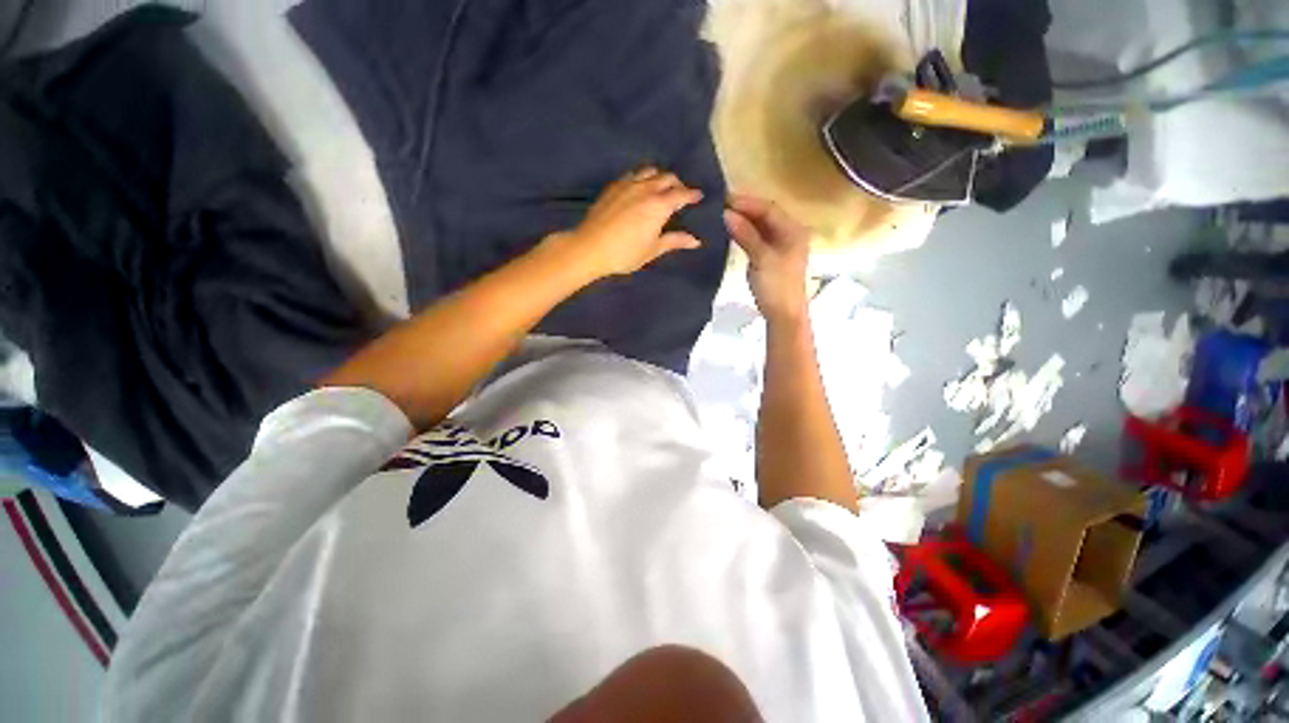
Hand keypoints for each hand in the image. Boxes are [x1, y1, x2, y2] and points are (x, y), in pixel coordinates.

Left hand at [555, 167, 703, 279]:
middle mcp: (646, 189)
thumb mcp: (652, 250)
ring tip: (660, 188)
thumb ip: (674, 241)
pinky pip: (632, 174)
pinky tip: (639, 188)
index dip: (692, 194)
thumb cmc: (625, 253)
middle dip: (677, 184)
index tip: (699, 196)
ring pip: (649, 171)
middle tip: (680, 194)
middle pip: (667, 177)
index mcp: (659, 205)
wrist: (590, 248)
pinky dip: (641, 178)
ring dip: (659, 177)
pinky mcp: (613, 186)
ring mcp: (628, 184)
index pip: (681, 194)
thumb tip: (695, 241)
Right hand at [723, 193, 810, 325]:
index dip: (746, 202)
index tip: (724, 199)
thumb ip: (746, 234)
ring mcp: (780, 244)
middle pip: (765, 214)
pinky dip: (744, 232)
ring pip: (760, 226)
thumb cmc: (776, 285)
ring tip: (721, 215)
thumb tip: (726, 214)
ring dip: (743, 220)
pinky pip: (757, 237)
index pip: (768, 208)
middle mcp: (789, 232)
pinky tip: (731, 230)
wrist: (783, 313)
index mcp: (793, 230)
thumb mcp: (761, 258)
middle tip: (719, 206)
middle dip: (744, 209)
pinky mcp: (771, 255)